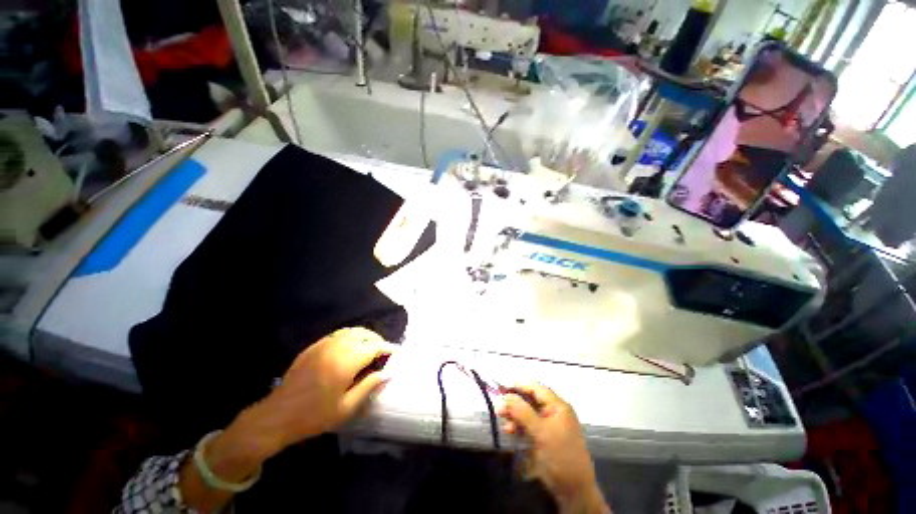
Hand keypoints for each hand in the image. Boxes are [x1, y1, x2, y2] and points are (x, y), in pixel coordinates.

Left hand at [227, 328, 394, 460]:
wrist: (276, 416)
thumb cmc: (314, 416)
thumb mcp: (346, 407)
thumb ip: (369, 386)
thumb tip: (388, 372)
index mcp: (345, 362)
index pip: (374, 347)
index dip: (388, 348)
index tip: (396, 353)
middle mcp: (336, 347)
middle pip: (364, 334)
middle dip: (377, 341)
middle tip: (383, 353)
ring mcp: (323, 345)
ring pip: (352, 331)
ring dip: (365, 337)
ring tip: (370, 349)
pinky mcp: (314, 347)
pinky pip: (338, 334)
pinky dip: (351, 337)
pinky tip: (352, 349)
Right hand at [500, 383, 608, 512]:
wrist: (573, 490)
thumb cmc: (560, 456)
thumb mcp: (541, 432)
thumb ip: (522, 412)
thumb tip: (504, 396)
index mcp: (557, 406)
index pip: (535, 388)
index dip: (518, 385)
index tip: (501, 387)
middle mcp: (553, 411)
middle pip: (529, 399)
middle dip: (513, 402)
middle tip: (499, 408)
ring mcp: (548, 424)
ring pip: (526, 412)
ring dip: (513, 414)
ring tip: (502, 420)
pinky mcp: (542, 436)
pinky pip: (527, 425)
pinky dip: (517, 425)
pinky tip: (508, 430)